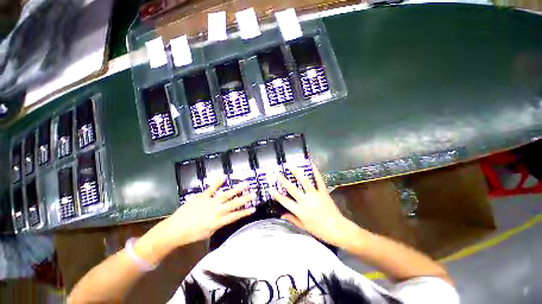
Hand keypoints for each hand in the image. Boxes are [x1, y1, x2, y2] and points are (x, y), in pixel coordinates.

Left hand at [162, 177, 255, 246]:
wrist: (175, 230)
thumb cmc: (192, 234)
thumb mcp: (209, 232)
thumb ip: (219, 223)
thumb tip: (226, 217)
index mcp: (219, 221)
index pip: (235, 216)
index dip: (245, 212)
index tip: (254, 208)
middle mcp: (217, 211)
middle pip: (234, 204)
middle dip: (245, 199)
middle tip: (253, 193)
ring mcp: (210, 202)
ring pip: (226, 195)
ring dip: (236, 189)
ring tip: (245, 184)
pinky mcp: (203, 197)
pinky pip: (211, 188)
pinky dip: (218, 182)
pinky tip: (224, 176)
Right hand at [270, 165, 356, 247]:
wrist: (338, 229)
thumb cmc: (320, 230)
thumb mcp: (304, 227)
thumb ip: (292, 219)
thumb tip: (282, 215)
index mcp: (300, 210)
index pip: (285, 201)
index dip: (276, 195)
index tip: (270, 188)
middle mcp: (305, 201)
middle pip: (292, 189)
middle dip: (283, 180)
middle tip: (277, 174)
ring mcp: (315, 195)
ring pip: (304, 181)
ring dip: (297, 173)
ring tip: (291, 166)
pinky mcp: (323, 192)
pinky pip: (319, 181)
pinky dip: (316, 172)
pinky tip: (312, 165)